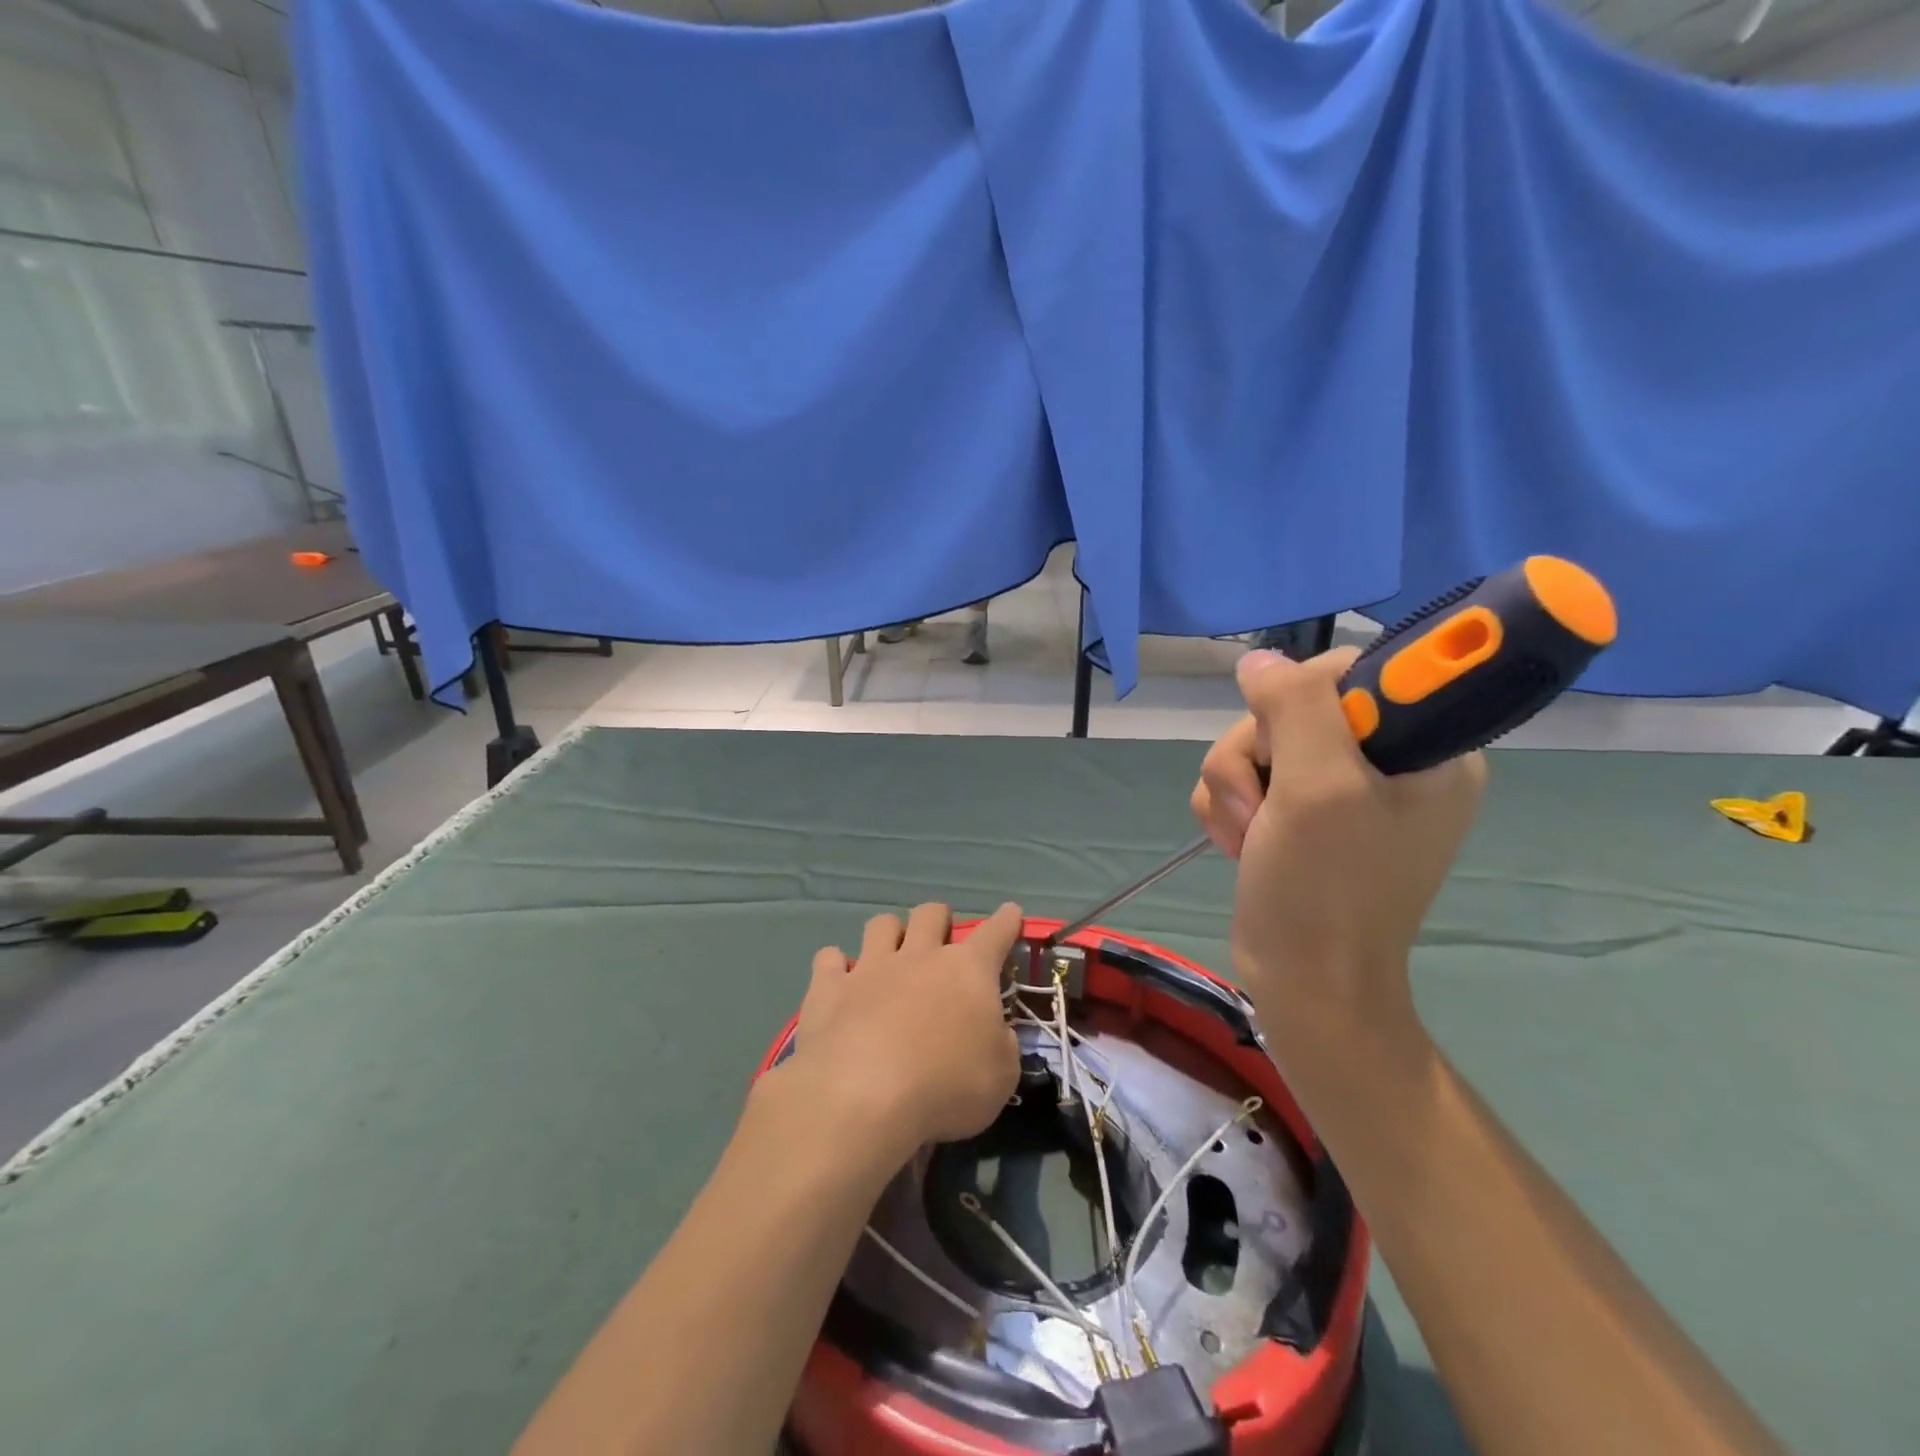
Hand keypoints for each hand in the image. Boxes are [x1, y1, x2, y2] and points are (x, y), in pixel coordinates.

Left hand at [783, 902, 1024, 1154]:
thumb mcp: (1001, 1076)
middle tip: (941, 940)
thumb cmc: (945, 1087)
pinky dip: (835, 966)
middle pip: (931, 913)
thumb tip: (994, 1031)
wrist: (861, 1097)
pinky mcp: (828, 988)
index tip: (1011, 912)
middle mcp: (919, 956)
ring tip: (890, 955)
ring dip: (889, 934)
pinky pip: (829, 958)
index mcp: (968, 971)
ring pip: (881, 924)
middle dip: (939, 920)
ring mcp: (870, 968)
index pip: (995, 933)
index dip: (1006, 921)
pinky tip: (838, 982)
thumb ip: (1001, 1045)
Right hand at [1196, 648, 1485, 1023]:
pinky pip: (1243, 777)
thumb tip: (1257, 660)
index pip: (1355, 669)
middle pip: (1291, 706)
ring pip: (1256, 742)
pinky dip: (1228, 807)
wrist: (1303, 982)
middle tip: (1264, 808)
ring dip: (1233, 787)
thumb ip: (1295, 707)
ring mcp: (1338, 789)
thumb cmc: (1325, 889)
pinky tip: (1239, 843)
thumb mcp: (1318, 788)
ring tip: (1248, 836)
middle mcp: (1385, 760)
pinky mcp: (1298, 813)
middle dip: (1256, 755)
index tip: (1287, 743)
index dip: (1304, 696)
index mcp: (1424, 746)